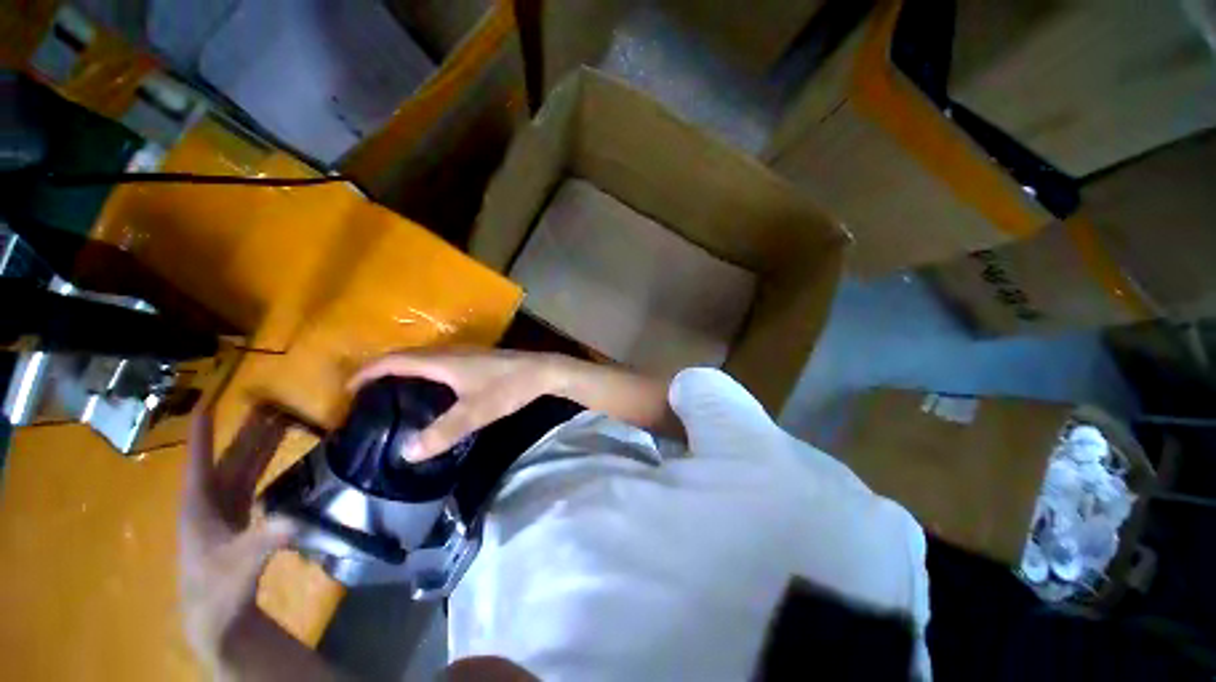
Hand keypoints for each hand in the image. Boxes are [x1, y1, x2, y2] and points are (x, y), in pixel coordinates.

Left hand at [179, 405, 295, 669]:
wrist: (217, 616)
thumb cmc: (218, 589)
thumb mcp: (240, 565)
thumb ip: (265, 540)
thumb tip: (295, 518)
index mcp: (199, 505)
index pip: (199, 461)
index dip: (203, 433)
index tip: (208, 403)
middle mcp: (209, 501)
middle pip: (228, 459)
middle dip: (245, 432)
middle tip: (268, 405)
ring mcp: (224, 510)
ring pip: (241, 468)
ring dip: (258, 445)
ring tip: (280, 421)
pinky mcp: (238, 519)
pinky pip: (251, 482)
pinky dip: (264, 465)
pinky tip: (276, 456)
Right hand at [349, 349, 558, 461]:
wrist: (542, 371)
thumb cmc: (508, 388)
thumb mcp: (475, 412)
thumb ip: (443, 433)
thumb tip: (406, 453)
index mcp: (442, 362)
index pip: (395, 360)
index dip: (369, 371)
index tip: (349, 387)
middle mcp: (450, 352)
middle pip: (407, 355)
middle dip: (382, 369)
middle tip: (367, 392)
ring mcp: (465, 353)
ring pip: (425, 357)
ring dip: (404, 369)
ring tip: (392, 391)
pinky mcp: (477, 359)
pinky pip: (440, 361)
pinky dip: (425, 371)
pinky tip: (433, 389)